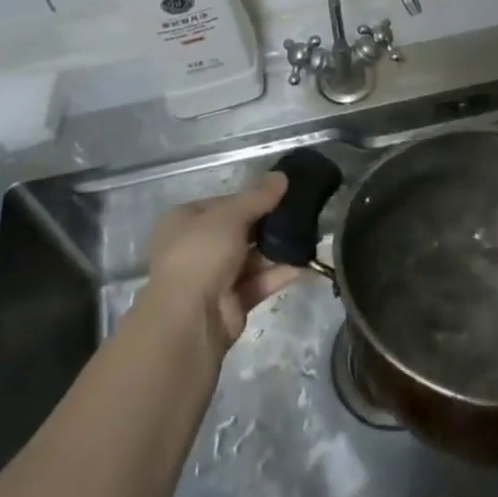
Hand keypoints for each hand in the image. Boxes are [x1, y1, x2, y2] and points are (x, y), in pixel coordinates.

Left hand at [145, 174, 304, 347]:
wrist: (189, 320)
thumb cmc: (201, 254)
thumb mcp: (230, 215)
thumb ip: (258, 197)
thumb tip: (282, 176)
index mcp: (185, 221)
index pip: (223, 203)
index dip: (251, 197)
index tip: (282, 193)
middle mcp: (196, 247)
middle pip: (240, 230)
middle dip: (269, 223)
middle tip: (302, 211)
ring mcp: (214, 277)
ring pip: (252, 257)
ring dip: (279, 247)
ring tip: (312, 233)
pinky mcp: (232, 302)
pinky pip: (260, 281)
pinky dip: (281, 272)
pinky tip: (307, 261)